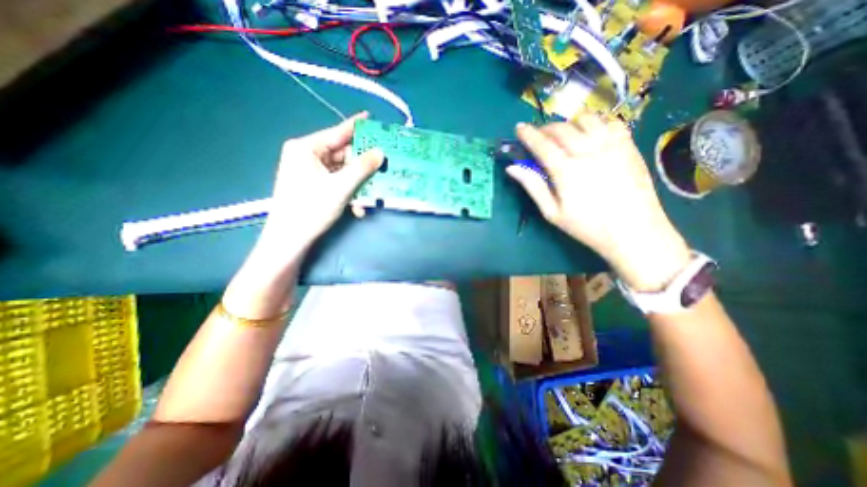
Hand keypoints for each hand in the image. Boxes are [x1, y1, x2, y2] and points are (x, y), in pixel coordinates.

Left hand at [255, 110, 380, 253]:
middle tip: (382, 165)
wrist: (290, 239)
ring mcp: (309, 172)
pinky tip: (358, 207)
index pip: (336, 132)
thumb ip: (362, 168)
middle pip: (342, 154)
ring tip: (373, 192)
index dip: (356, 127)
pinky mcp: (313, 186)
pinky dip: (349, 193)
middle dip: (362, 165)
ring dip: (358, 184)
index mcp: (306, 148)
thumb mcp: (341, 187)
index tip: (372, 118)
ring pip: (342, 171)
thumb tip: (380, 152)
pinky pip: (337, 183)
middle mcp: (306, 156)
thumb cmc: (312, 208)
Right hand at [509, 110, 691, 289]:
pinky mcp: (629, 146)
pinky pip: (611, 122)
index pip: (542, 144)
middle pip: (562, 128)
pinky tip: (591, 137)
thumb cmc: (587, 226)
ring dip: (570, 124)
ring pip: (586, 119)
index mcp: (566, 170)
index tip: (519, 128)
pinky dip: (596, 124)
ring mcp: (612, 146)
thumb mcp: (552, 212)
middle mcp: (588, 151)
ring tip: (565, 136)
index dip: (528, 134)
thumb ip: (533, 187)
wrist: (633, 231)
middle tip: (539, 137)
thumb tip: (512, 168)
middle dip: (546, 128)